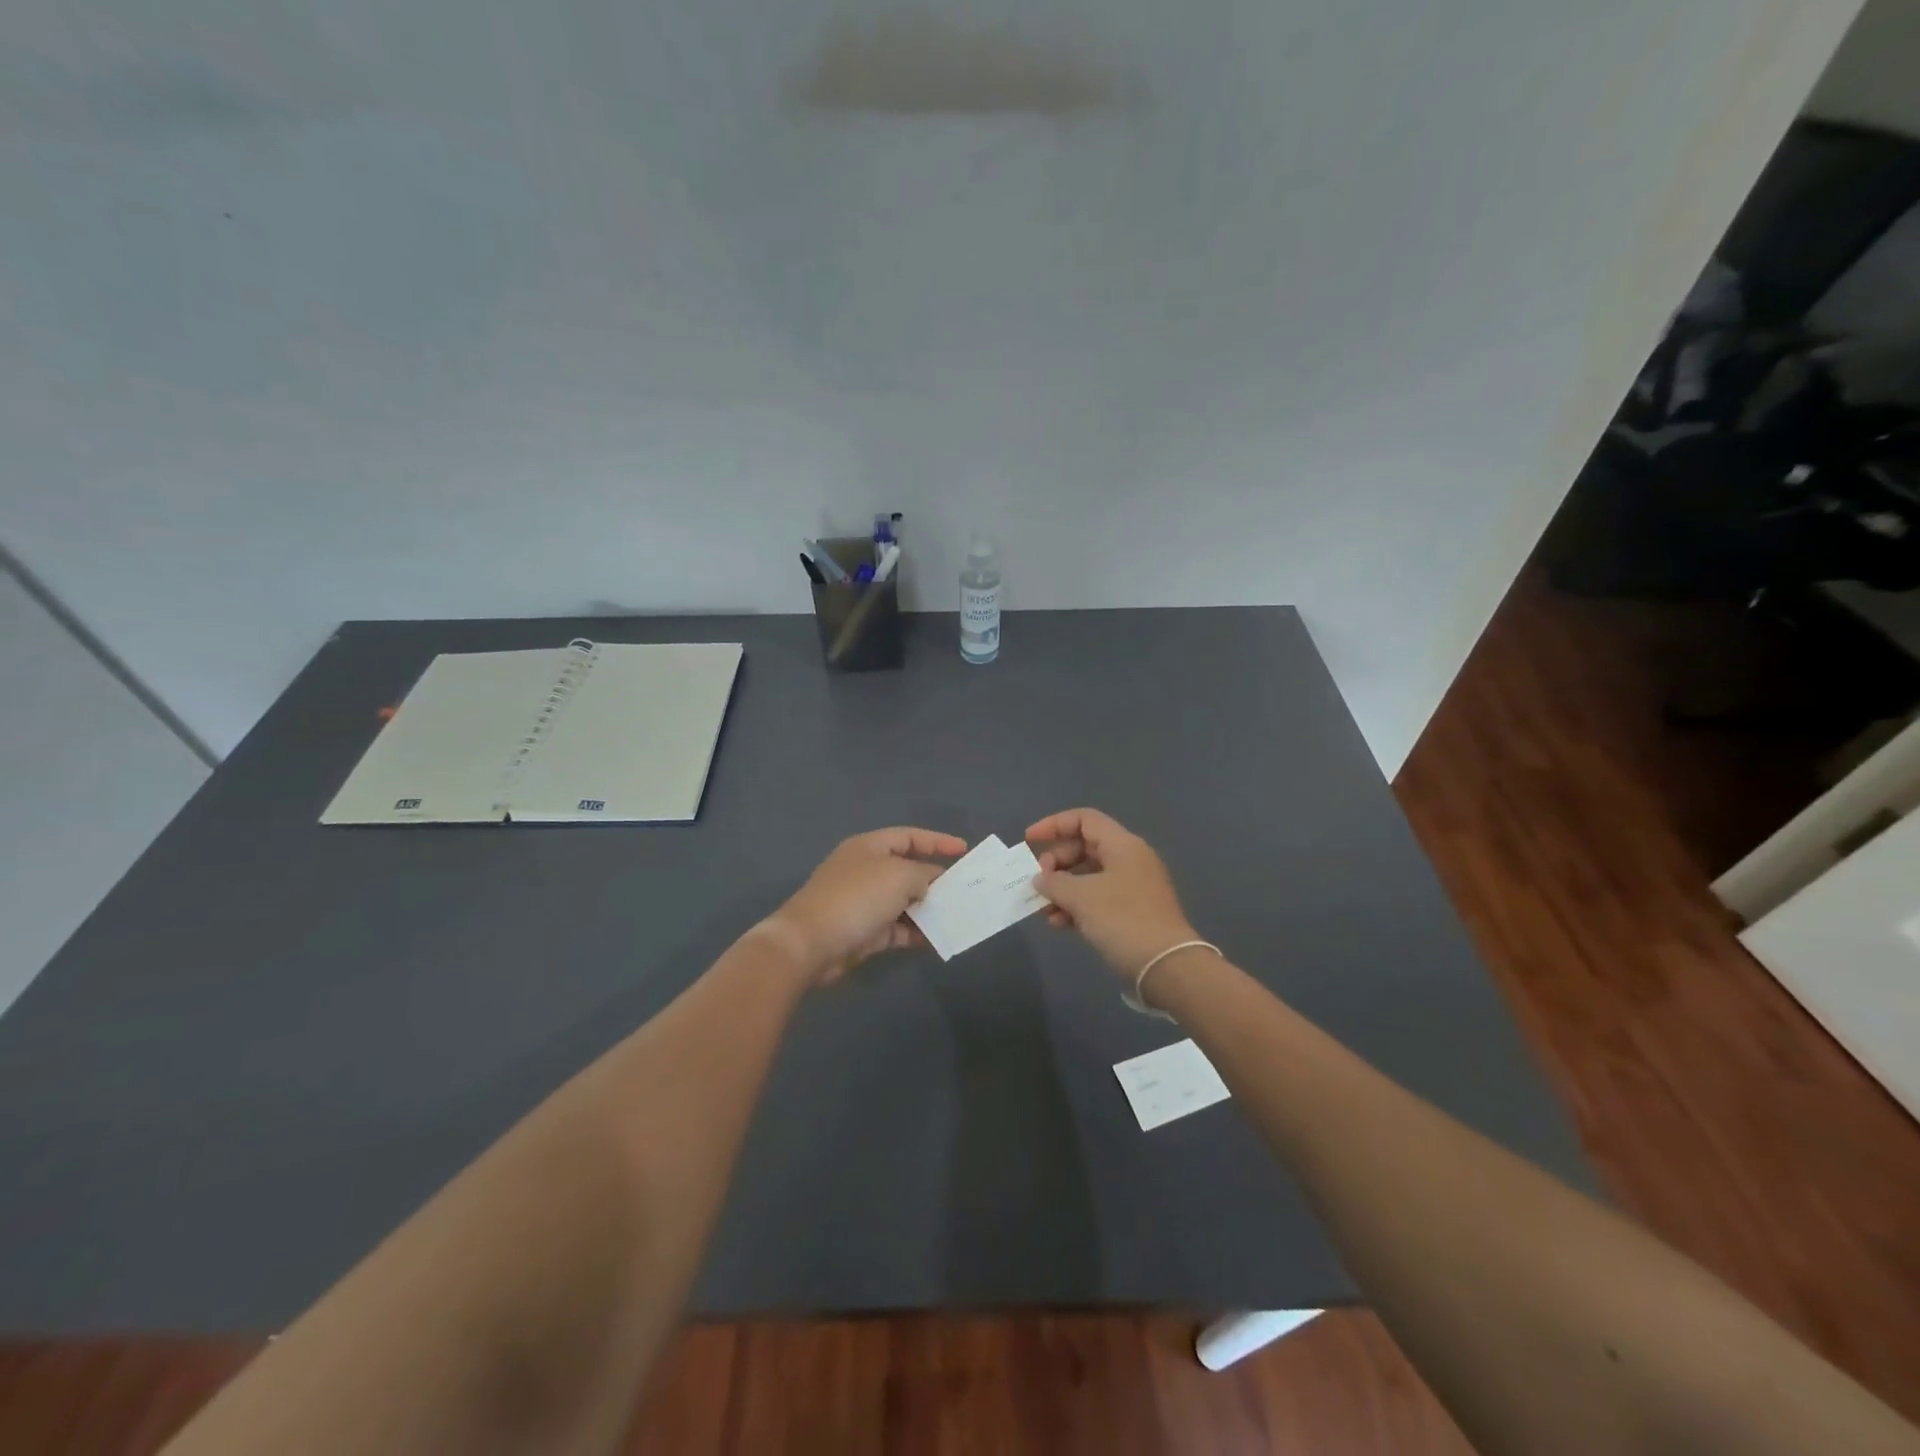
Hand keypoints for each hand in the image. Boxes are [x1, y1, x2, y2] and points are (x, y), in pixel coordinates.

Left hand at [762, 827, 967, 984]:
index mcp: (870, 847)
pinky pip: (898, 928)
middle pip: (908, 869)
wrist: (810, 943)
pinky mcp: (864, 932)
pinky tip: (938, 939)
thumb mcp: (899, 876)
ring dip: (929, 908)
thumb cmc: (856, 898)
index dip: (937, 841)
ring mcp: (864, 902)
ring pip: (905, 901)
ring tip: (958, 915)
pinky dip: (917, 932)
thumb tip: (929, 884)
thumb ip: (923, 875)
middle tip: (965, 888)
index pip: (909, 836)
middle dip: (936, 879)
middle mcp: (866, 871)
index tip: (964, 850)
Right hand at [1026, 808, 1198, 977]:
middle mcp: (1129, 859)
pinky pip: (1097, 898)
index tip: (1029, 841)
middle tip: (1039, 882)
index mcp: (1123, 845)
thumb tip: (1041, 879)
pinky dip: (1076, 906)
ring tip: (1044, 910)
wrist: (1167, 966)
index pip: (1084, 819)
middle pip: (1084, 847)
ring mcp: (1133, 887)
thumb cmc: (1123, 920)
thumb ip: (1055, 882)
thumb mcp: (1082, 897)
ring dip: (1062, 889)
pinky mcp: (1132, 912)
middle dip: (1056, 862)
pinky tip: (1059, 924)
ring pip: (1088, 876)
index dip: (1053, 825)